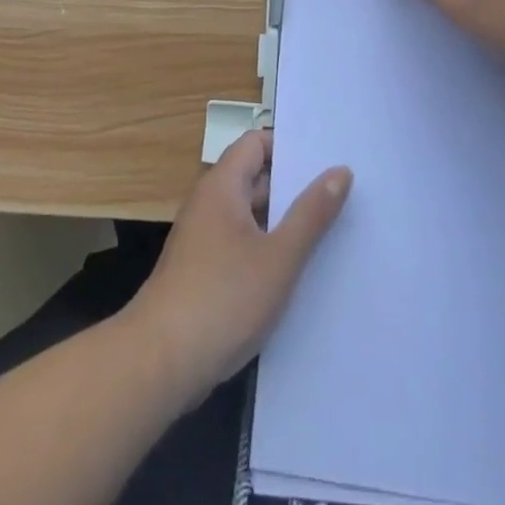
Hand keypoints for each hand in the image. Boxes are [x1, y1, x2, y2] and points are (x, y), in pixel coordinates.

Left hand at [124, 130, 350, 402]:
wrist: (161, 362)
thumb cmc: (223, 298)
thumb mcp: (279, 257)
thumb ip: (311, 213)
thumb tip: (340, 170)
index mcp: (222, 186)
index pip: (256, 143)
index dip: (290, 147)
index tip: (327, 161)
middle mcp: (210, 203)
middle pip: (255, 177)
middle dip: (294, 186)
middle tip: (343, 195)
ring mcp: (205, 238)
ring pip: (251, 216)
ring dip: (284, 222)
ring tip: (332, 231)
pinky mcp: (204, 271)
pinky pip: (242, 244)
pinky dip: (268, 249)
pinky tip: (298, 271)